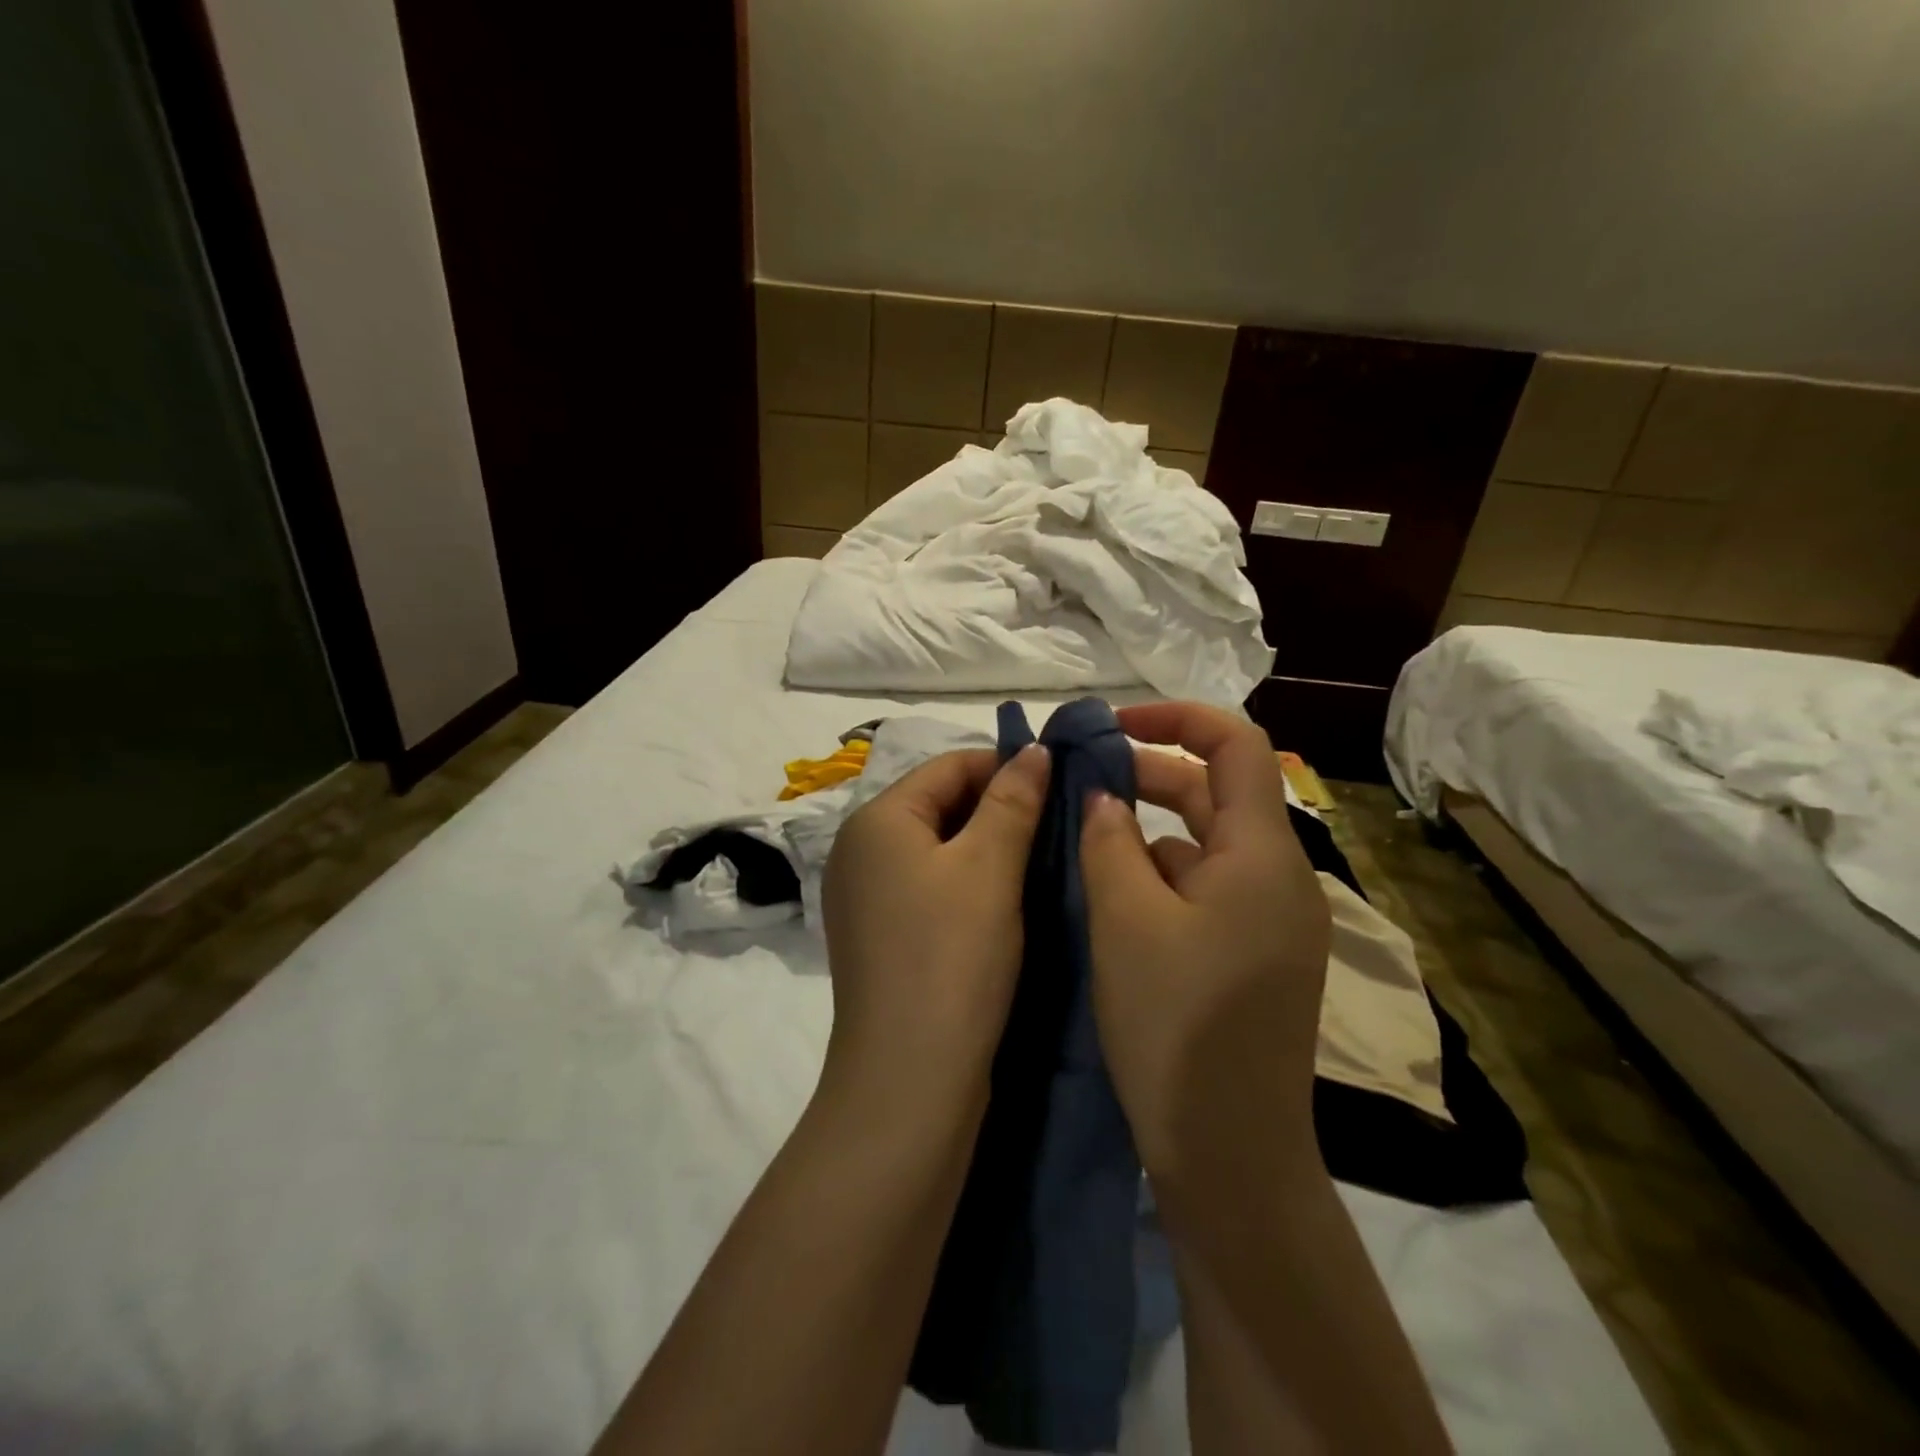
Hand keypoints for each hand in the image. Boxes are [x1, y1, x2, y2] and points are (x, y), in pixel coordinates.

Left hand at [821, 745, 1050, 1111]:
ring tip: (1040, 862)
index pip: (949, 765)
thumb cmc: (952, 957)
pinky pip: (928, 886)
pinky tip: (1005, 903)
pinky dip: (967, 883)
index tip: (1061, 785)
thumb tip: (1033, 749)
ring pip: (938, 848)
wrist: (909, 1078)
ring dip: (988, 848)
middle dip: (999, 809)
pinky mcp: (879, 935)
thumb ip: (1013, 800)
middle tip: (1058, 828)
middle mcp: (859, 850)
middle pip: (939, 804)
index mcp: (877, 820)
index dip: (1006, 767)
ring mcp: (864, 896)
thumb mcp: (990, 867)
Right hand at [1078, 702, 1329, 1188]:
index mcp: (1262, 855)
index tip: (1110, 727)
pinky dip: (1159, 874)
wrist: (1230, 1154)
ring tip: (1083, 834)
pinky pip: (1205, 888)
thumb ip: (1108, 841)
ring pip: (1205, 844)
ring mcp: (1270, 920)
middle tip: (1078, 780)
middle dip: (1148, 774)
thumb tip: (1102, 797)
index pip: (1235, 744)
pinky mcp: (1253, 955)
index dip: (1174, 717)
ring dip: (1149, 828)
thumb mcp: (1124, 920)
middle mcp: (1279, 877)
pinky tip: (1111, 893)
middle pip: (1216, 792)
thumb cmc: (1175, 1026)